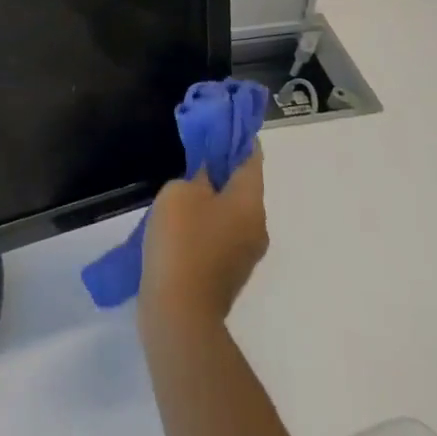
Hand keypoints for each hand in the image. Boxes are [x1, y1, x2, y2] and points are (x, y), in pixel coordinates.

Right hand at [140, 146, 268, 330]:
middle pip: (244, 185)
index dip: (237, 136)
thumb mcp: (181, 192)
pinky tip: (181, 223)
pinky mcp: (229, 273)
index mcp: (250, 202)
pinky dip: (207, 222)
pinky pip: (222, 235)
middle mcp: (257, 226)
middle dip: (223, 168)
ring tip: (182, 190)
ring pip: (232, 212)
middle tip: (194, 155)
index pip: (252, 157)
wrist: (179, 312)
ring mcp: (246, 253)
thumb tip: (209, 174)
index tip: (218, 123)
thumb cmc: (182, 241)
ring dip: (213, 198)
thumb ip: (199, 173)